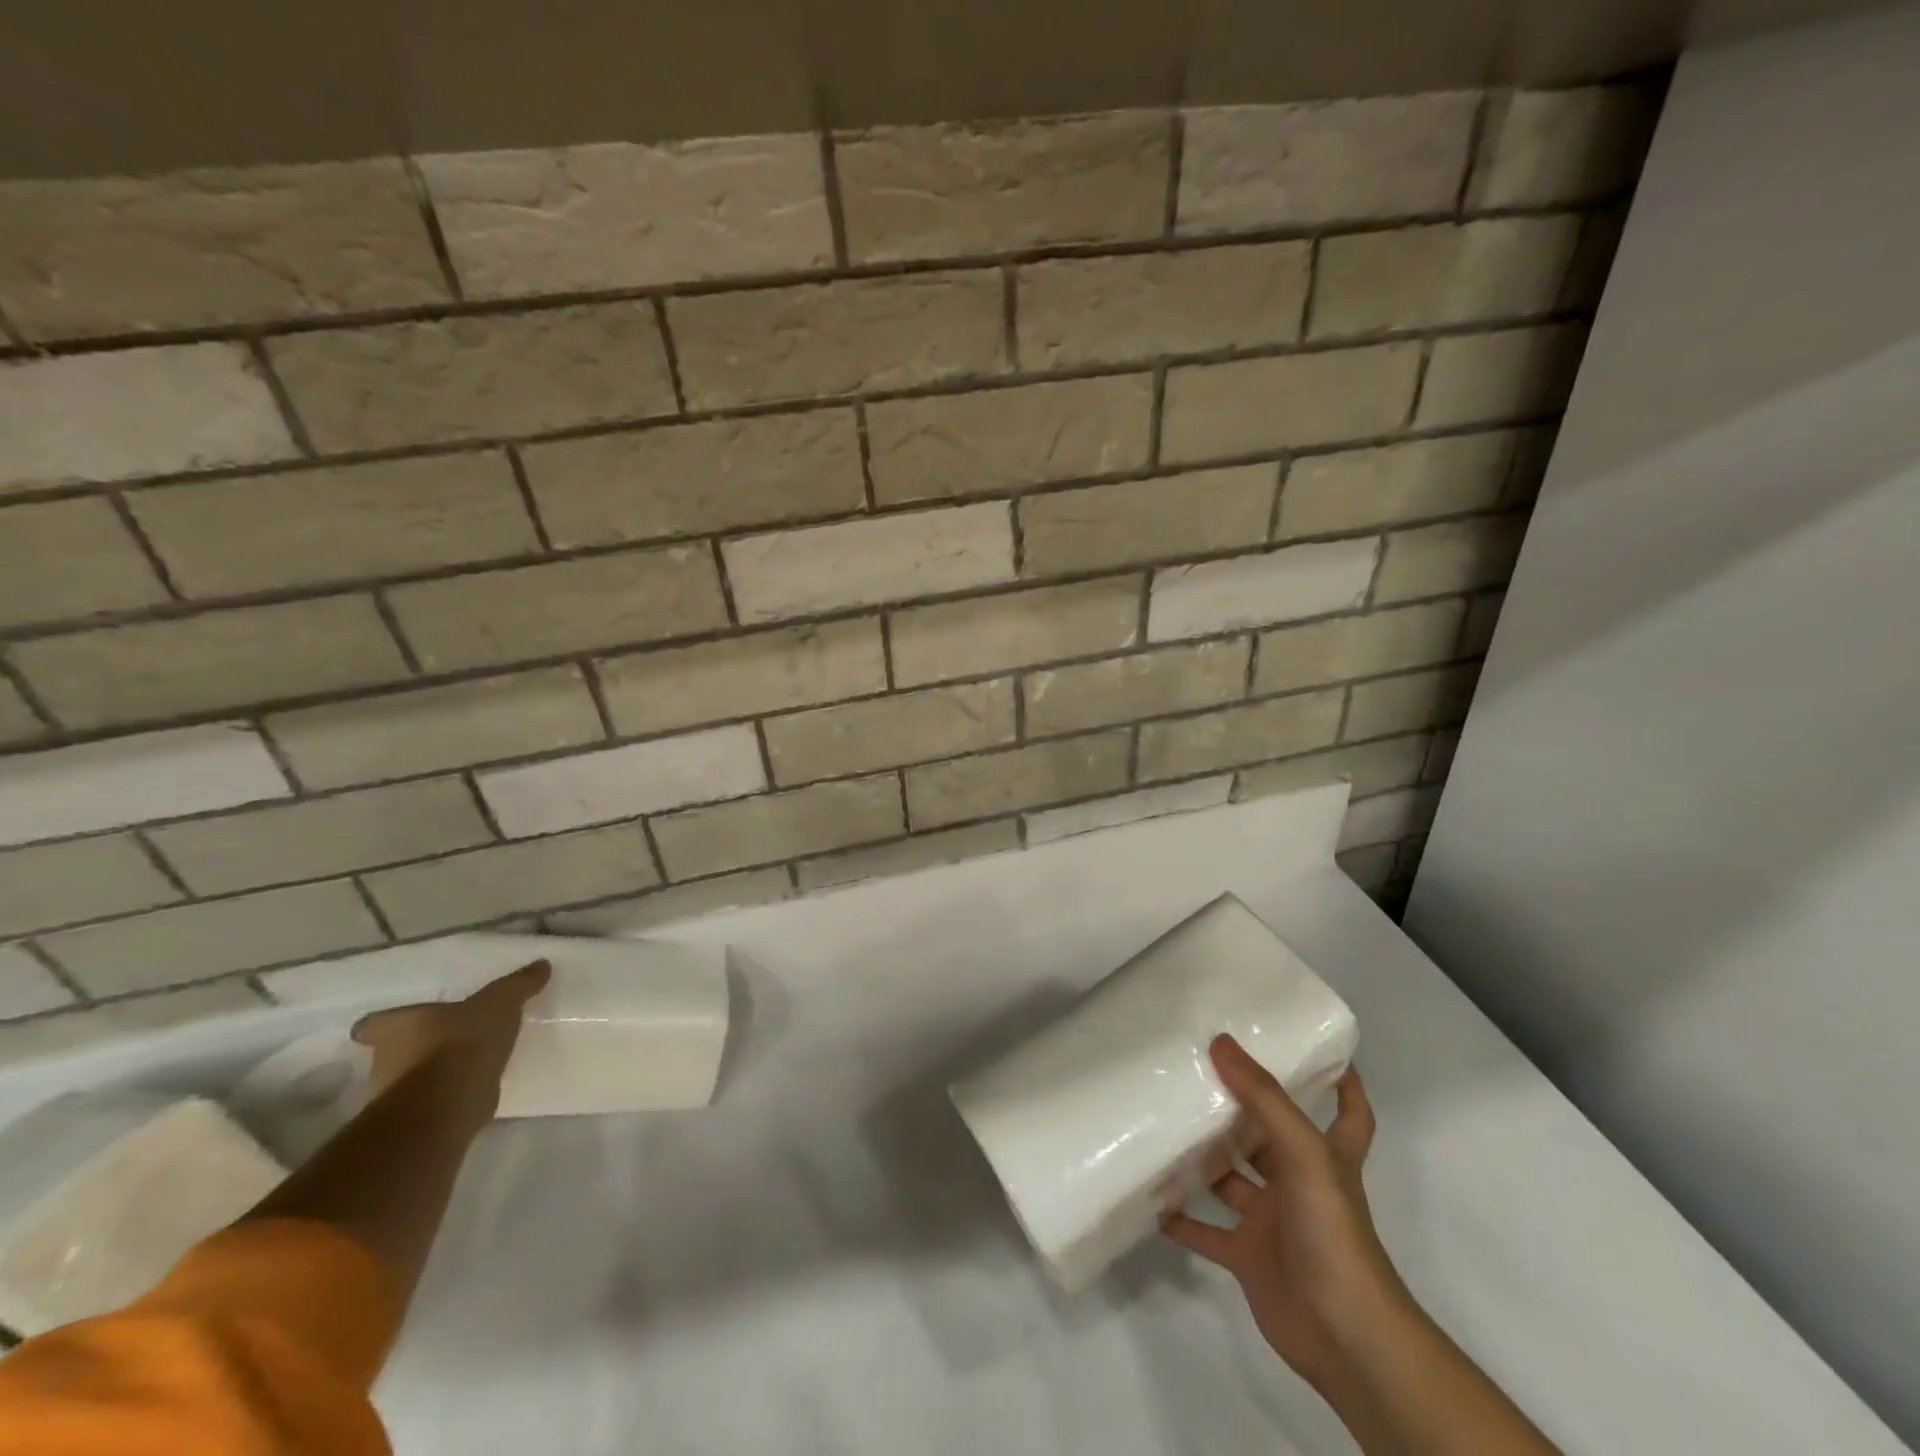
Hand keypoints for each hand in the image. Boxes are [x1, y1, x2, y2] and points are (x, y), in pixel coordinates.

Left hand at [351, 961, 550, 1124]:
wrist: (449, 1104)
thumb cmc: (462, 1042)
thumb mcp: (500, 1003)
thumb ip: (519, 984)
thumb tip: (542, 964)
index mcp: (396, 1027)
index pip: (374, 1024)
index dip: (384, 1023)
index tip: (402, 1023)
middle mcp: (384, 1060)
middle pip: (392, 1051)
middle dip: (416, 1047)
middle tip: (446, 1039)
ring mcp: (395, 1095)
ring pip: (410, 1078)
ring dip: (432, 1073)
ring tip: (465, 1065)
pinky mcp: (416, 1121)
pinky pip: (431, 1102)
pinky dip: (447, 1096)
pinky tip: (473, 1089)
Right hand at [1164, 1035, 1410, 1393]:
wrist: (1344, 1335)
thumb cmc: (1332, 1231)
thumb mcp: (1303, 1152)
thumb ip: (1262, 1099)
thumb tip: (1221, 1042)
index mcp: (1326, 1156)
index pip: (1347, 1113)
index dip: (1344, 1085)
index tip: (1324, 1052)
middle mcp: (1300, 1183)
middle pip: (1271, 1138)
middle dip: (1242, 1110)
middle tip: (1201, 1070)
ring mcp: (1273, 1222)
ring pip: (1232, 1180)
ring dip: (1203, 1159)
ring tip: (1163, 1122)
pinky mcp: (1248, 1256)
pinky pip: (1206, 1231)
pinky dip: (1180, 1218)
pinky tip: (1151, 1197)